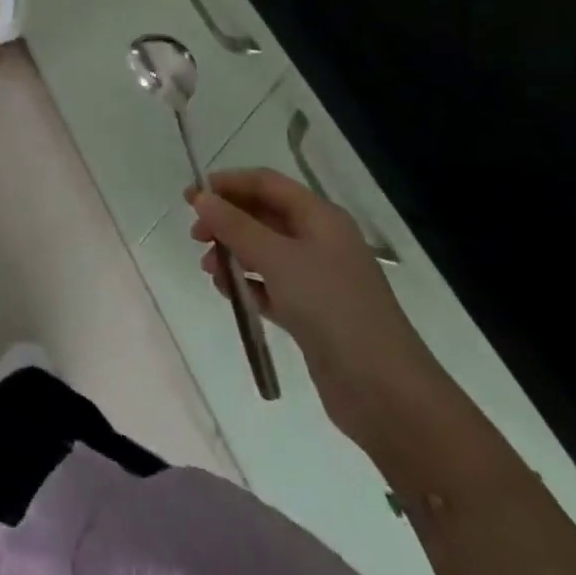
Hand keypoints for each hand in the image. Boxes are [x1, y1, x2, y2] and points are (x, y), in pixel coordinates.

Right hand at [188, 168, 453, 453]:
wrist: (384, 390)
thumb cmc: (330, 307)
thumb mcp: (277, 258)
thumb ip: (235, 225)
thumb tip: (201, 197)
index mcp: (320, 217)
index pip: (267, 184)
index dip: (228, 184)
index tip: (191, 196)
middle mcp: (320, 241)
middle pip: (264, 216)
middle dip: (228, 221)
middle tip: (195, 236)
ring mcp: (318, 278)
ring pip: (265, 252)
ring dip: (234, 254)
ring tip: (209, 271)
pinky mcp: (313, 313)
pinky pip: (272, 286)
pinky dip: (249, 285)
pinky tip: (229, 294)